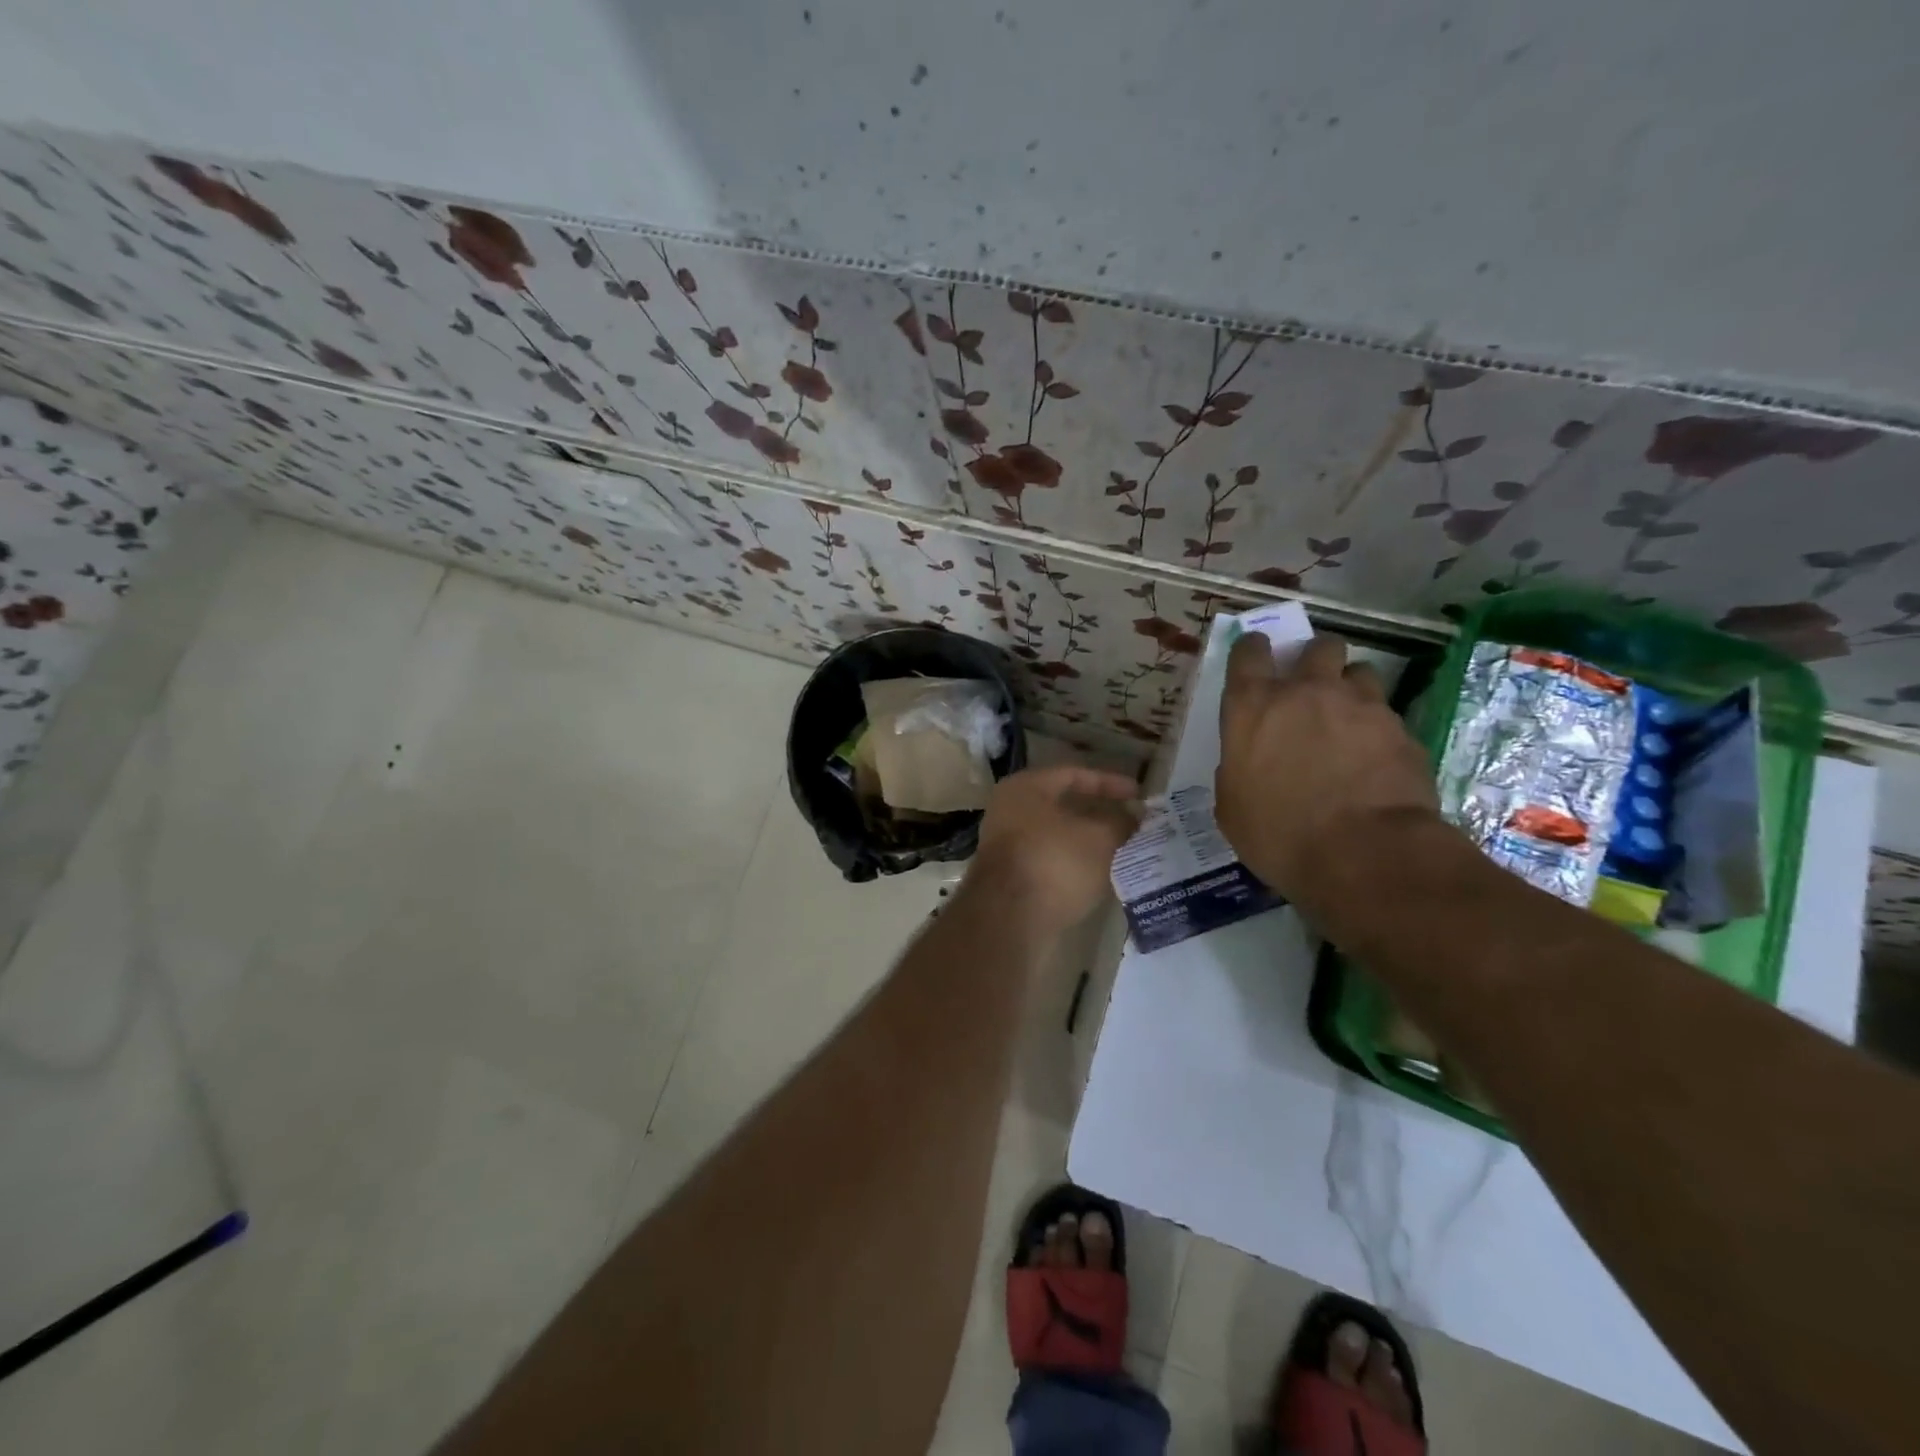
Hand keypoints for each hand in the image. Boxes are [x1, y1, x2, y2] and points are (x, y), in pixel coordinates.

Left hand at [969, 765, 1142, 934]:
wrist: (1008, 919)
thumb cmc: (1054, 862)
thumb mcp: (1099, 838)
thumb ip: (1121, 822)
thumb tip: (1134, 815)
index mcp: (1025, 788)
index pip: (1073, 774)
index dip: (1110, 782)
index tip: (1139, 795)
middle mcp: (1009, 811)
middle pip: (1063, 806)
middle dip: (1100, 815)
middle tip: (1133, 825)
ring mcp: (1006, 846)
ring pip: (1057, 836)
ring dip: (1089, 842)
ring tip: (1123, 851)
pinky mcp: (1010, 878)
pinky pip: (1049, 861)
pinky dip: (1074, 864)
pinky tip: (1099, 876)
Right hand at [1215, 633, 1439, 907]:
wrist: (1363, 854)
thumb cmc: (1278, 834)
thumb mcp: (1232, 806)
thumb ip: (1238, 768)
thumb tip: (1249, 763)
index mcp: (1253, 706)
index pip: (1249, 651)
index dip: (1253, 650)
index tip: (1257, 658)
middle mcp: (1306, 692)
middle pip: (1318, 647)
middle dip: (1315, 659)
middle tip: (1313, 689)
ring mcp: (1360, 706)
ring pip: (1360, 672)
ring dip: (1352, 689)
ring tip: (1350, 721)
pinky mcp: (1401, 729)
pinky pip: (1388, 715)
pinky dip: (1379, 730)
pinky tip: (1377, 760)